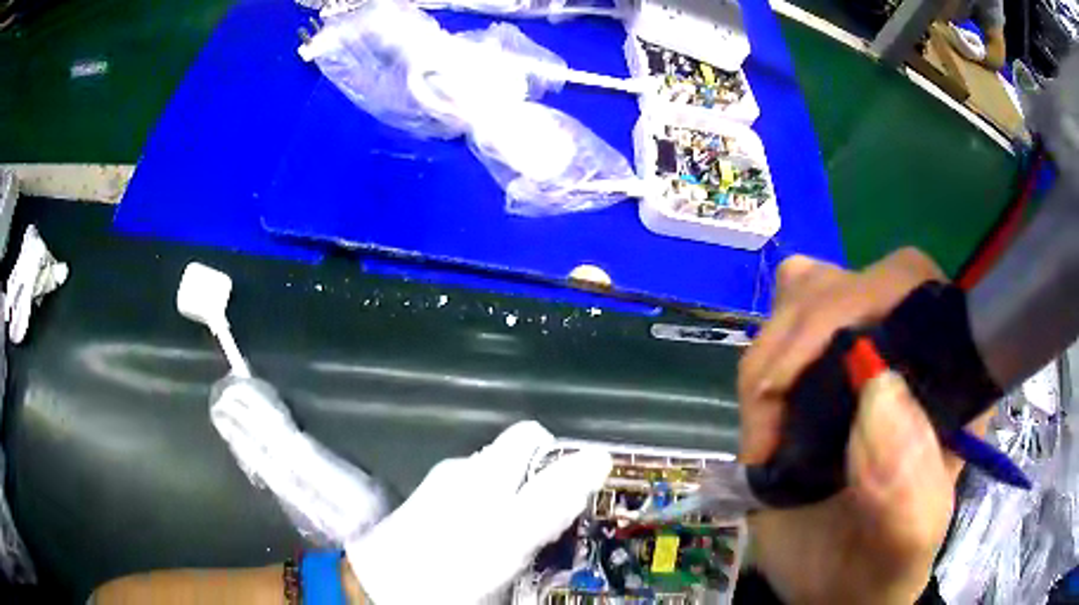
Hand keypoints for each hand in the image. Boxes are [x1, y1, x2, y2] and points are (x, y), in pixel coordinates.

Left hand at [345, 421, 611, 604]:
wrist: (380, 588)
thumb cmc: (450, 562)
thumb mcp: (509, 534)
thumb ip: (552, 496)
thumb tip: (598, 457)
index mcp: (483, 469)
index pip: (532, 437)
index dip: (561, 457)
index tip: (580, 493)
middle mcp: (462, 473)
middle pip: (517, 466)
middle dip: (546, 493)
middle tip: (564, 532)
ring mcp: (442, 495)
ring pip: (498, 492)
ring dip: (521, 514)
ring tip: (534, 551)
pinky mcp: (430, 518)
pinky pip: (475, 512)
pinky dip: (494, 528)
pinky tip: (495, 556)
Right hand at [738, 249, 967, 604]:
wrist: (829, 590)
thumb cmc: (876, 569)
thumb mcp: (903, 546)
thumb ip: (908, 487)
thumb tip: (878, 391)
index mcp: (951, 380)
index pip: (923, 291)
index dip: (873, 301)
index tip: (826, 368)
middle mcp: (908, 350)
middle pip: (855, 281)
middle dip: (805, 337)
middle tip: (777, 413)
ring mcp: (858, 351)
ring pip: (808, 292)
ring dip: (775, 356)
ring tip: (769, 431)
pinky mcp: (814, 366)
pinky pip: (778, 326)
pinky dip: (761, 365)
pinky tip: (764, 418)